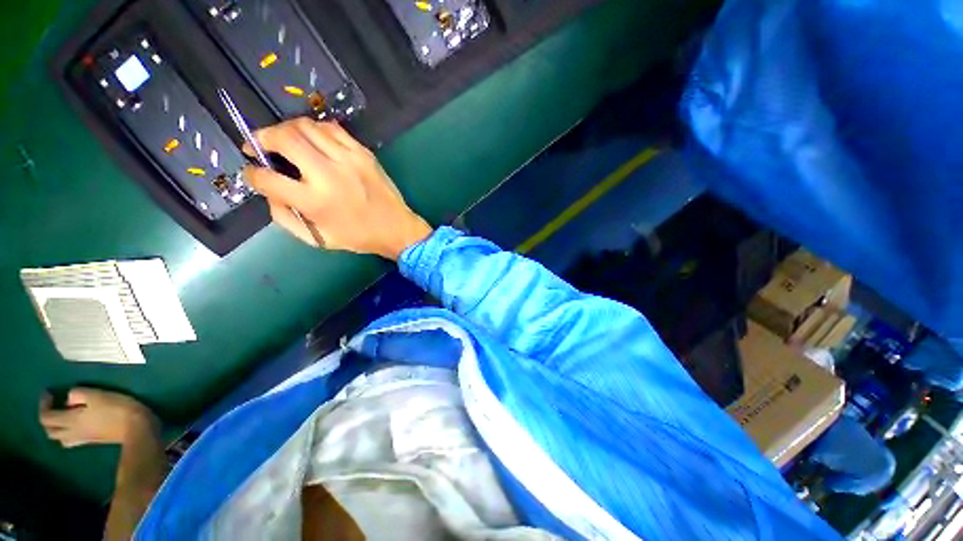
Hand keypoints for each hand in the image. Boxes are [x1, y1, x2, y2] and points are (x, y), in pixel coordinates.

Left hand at [39, 389, 158, 447]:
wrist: (137, 428)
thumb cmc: (116, 409)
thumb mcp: (98, 395)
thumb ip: (78, 394)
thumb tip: (69, 399)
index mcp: (71, 421)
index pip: (46, 417)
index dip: (43, 405)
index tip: (48, 393)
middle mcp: (72, 432)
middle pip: (50, 431)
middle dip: (48, 419)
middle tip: (53, 405)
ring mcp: (83, 438)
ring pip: (61, 438)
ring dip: (58, 428)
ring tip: (65, 416)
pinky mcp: (93, 440)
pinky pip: (73, 439)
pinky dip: (69, 432)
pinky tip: (79, 425)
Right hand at [244, 119, 432, 259]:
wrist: (396, 228)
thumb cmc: (357, 237)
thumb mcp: (317, 238)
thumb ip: (285, 216)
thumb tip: (269, 191)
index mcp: (315, 202)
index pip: (266, 178)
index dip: (251, 173)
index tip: (252, 172)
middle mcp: (329, 175)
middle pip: (284, 138)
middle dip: (261, 137)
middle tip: (259, 145)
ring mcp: (349, 159)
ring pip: (306, 126)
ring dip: (287, 129)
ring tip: (284, 140)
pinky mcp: (364, 153)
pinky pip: (332, 128)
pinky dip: (315, 129)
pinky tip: (313, 140)